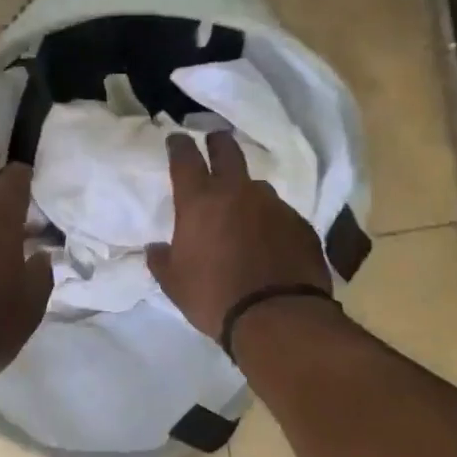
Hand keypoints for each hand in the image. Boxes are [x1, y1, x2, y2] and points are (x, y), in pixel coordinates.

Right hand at [146, 131, 331, 340]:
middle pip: (228, 150)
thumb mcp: (174, 284)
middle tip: (215, 143)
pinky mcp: (300, 224)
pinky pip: (280, 213)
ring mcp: (273, 205)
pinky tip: (269, 241)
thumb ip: (161, 260)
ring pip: (257, 185)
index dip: (179, 145)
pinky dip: (270, 221)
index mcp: (200, 202)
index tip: (177, 139)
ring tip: (244, 211)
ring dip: (247, 192)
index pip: (185, 158)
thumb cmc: (214, 297)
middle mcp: (237, 192)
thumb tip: (156, 249)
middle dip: (218, 143)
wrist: (278, 317)